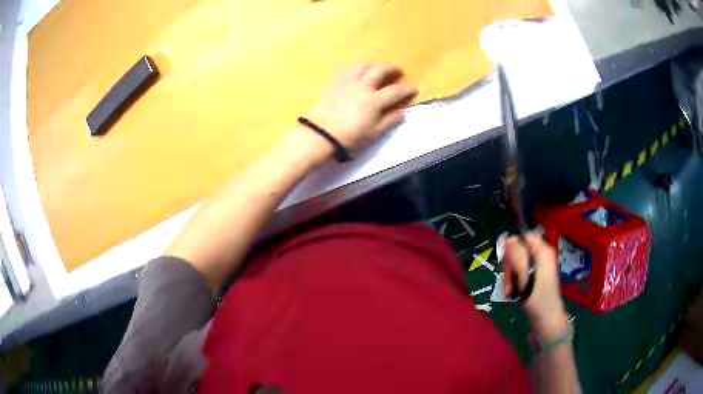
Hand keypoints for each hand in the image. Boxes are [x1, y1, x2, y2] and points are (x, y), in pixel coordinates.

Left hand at [309, 63, 417, 150]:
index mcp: (374, 100)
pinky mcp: (334, 84)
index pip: (395, 91)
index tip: (414, 88)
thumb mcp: (373, 133)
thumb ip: (389, 121)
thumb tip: (403, 112)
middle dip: (391, 68)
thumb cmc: (350, 137)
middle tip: (397, 70)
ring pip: (362, 66)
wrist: (321, 134)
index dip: (407, 89)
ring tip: (376, 69)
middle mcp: (362, 86)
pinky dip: (355, 69)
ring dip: (372, 65)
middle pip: (379, 70)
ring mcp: (347, 83)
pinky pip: (346, 70)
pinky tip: (356, 73)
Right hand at [503, 233, 567, 341]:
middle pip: (519, 249)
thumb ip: (517, 256)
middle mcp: (542, 256)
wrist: (545, 320)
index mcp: (543, 251)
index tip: (505, 260)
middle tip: (507, 280)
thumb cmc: (537, 298)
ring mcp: (538, 267)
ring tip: (509, 290)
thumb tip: (509, 238)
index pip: (525, 236)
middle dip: (510, 264)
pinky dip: (514, 281)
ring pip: (517, 262)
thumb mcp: (525, 276)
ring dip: (510, 275)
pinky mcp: (535, 277)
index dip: (513, 245)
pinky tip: (512, 293)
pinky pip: (520, 273)